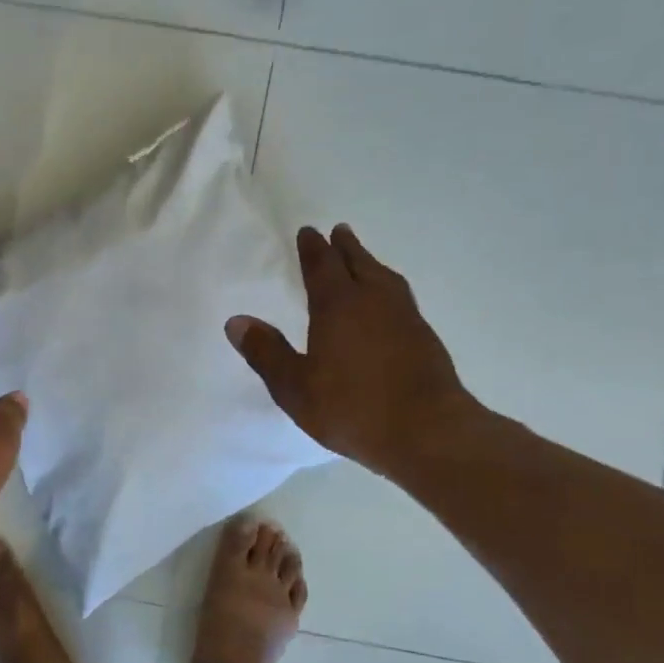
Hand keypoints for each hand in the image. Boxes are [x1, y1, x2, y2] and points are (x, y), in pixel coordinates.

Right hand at [227, 225, 479, 477]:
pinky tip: (387, 303)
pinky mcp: (424, 337)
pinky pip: (400, 297)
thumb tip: (235, 321)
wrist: (427, 431)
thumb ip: (266, 353)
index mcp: (338, 306)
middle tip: (338, 231)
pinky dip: (388, 287)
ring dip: (370, 263)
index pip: (322, 266)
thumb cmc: (352, 408)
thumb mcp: (294, 387)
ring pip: (385, 277)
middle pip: (358, 263)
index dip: (313, 249)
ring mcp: (405, 317)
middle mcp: (374, 301)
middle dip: (345, 247)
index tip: (308, 232)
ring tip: (363, 260)